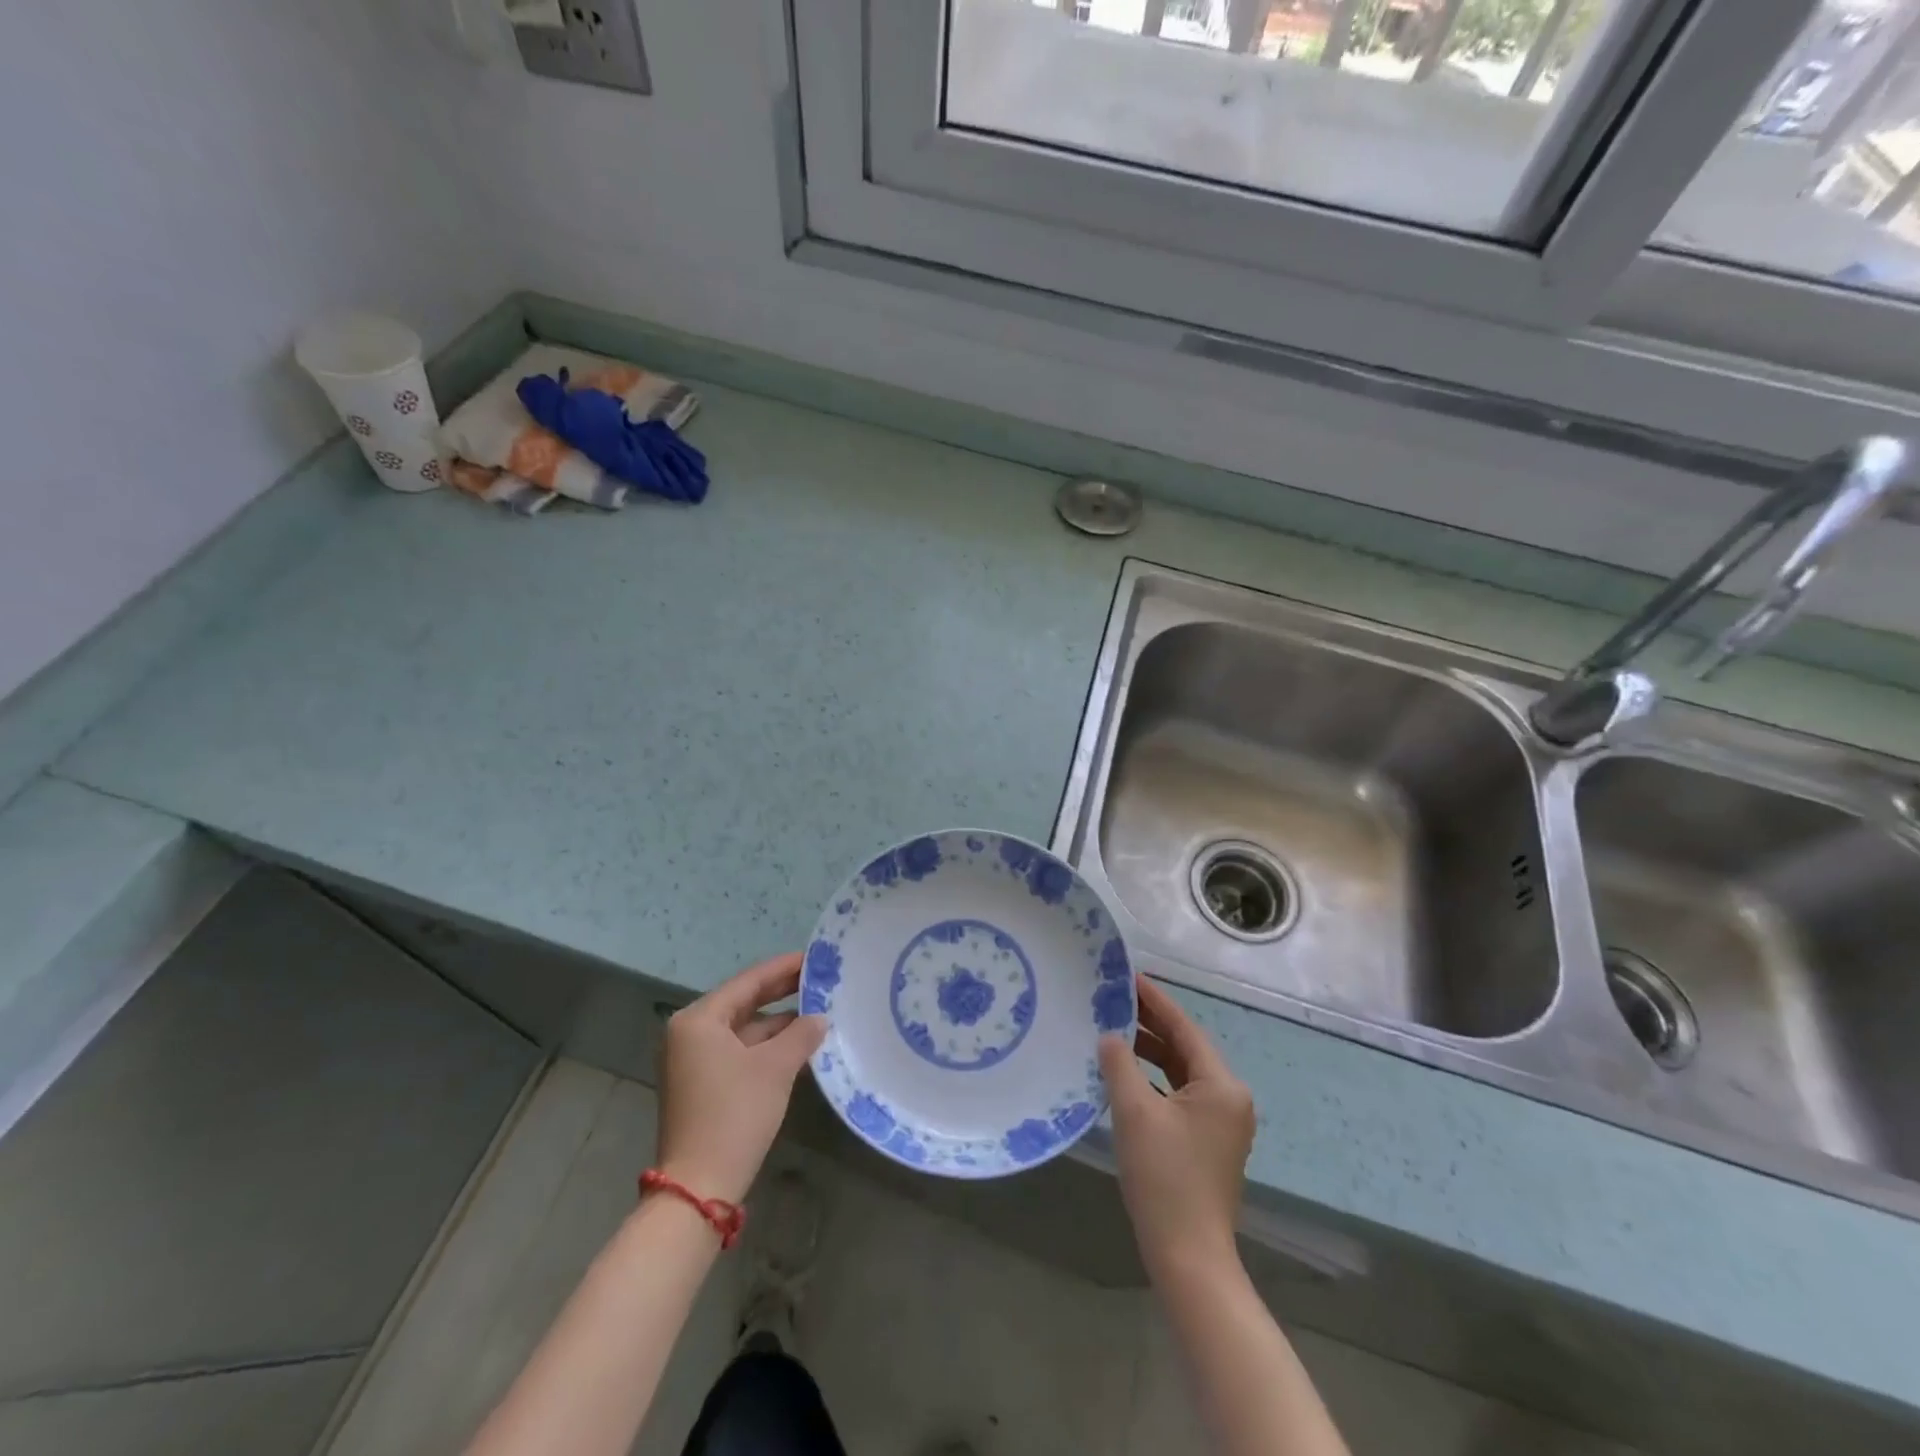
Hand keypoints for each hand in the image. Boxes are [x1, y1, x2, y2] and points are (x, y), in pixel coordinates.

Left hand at [656, 953, 825, 1204]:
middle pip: (743, 1002)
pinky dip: (766, 1046)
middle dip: (781, 992)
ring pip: (743, 1029)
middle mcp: (689, 1034)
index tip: (814, 957)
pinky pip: (739, 1051)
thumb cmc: (735, 1114)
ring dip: (778, 1023)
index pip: (748, 982)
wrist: (699, 1186)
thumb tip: (820, 1018)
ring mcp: (693, 1061)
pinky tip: (799, 1044)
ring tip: (818, 1010)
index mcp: (699, 1020)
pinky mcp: (702, 1085)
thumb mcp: (775, 1068)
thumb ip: (801, 1033)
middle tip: (819, 979)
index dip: (783, 968)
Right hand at [1099, 975, 1255, 1279]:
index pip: (1184, 1028)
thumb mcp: (1135, 1112)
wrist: (1188, 1257)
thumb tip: (1109, 1036)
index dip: (1154, 1000)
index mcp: (1221, 1085)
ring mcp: (1220, 1123)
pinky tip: (1123, 1075)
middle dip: (1149, 1025)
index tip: (1128, 976)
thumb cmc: (1164, 1177)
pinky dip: (1153, 1081)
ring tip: (1111, 1031)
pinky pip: (1178, 1095)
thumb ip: (1119, 1064)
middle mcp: (1228, 1098)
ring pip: (1180, 1072)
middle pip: (1184, 1048)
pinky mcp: (1207, 1142)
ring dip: (1149, 1053)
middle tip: (1112, 1000)